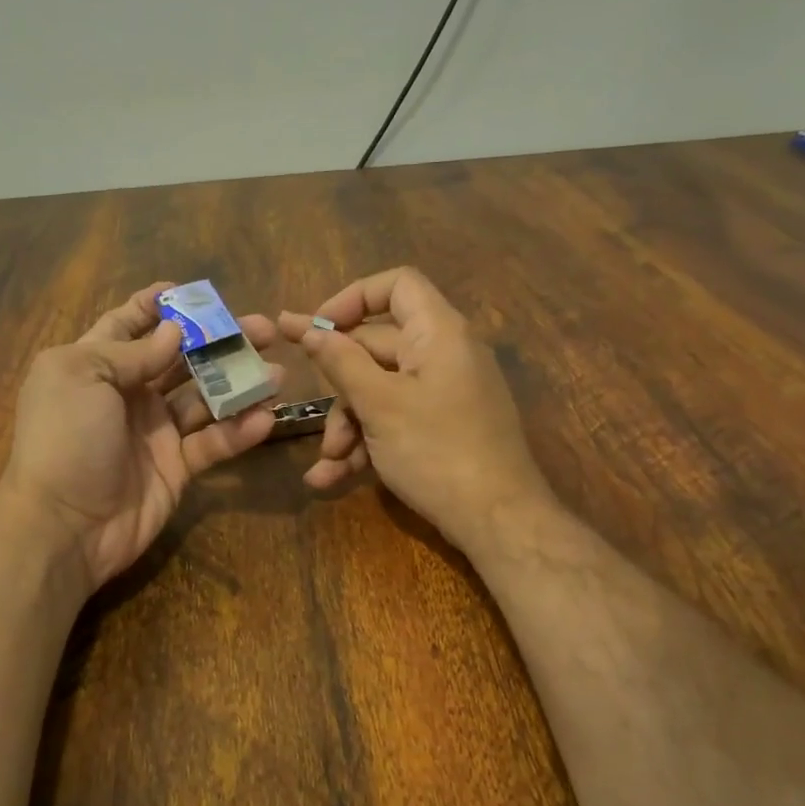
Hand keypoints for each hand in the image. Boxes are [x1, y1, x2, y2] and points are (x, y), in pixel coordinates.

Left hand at [0, 283, 280, 588]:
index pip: (127, 324)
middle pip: (180, 357)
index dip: (156, 306)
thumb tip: (175, 331)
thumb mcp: (81, 376)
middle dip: (219, 339)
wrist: (65, 526)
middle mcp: (128, 393)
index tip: (193, 292)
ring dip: (241, 383)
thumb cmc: (65, 439)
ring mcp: (155, 431)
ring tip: (278, 370)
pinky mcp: (177, 466)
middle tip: (264, 328)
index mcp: (95, 365)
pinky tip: (266, 417)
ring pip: (206, 398)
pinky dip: (239, 431)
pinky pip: (213, 442)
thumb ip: (132, 351)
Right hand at [276, 267, 554, 553]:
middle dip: (339, 388)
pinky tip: (334, 477)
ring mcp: (445, 393)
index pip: (396, 285)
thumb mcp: (379, 405)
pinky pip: (397, 418)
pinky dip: (367, 442)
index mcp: (439, 332)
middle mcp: (445, 354)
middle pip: (377, 347)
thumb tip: (305, 327)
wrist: (498, 520)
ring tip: (326, 465)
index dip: (352, 298)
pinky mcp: (444, 427)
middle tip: (313, 420)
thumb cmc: (437, 451)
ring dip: (347, 426)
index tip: (314, 329)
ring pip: (381, 390)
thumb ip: (339, 361)